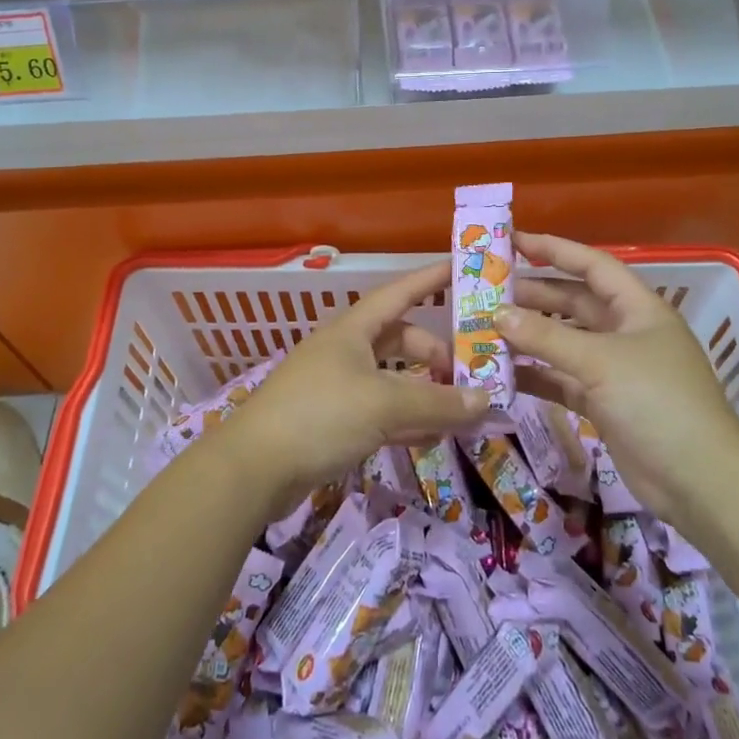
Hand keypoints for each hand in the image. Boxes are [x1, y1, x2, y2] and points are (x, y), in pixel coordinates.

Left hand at [223, 260, 487, 513]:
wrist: (253, 468)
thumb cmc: (320, 415)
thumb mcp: (384, 403)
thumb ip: (437, 402)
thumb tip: (485, 400)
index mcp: (352, 329)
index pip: (399, 293)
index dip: (430, 280)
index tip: (461, 270)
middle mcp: (345, 351)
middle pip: (399, 339)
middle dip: (433, 352)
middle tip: (467, 372)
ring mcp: (336, 386)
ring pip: (391, 378)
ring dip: (424, 390)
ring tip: (460, 407)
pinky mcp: (332, 422)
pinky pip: (380, 411)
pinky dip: (406, 419)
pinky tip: (432, 437)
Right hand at [498, 232, 738, 522]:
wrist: (699, 480)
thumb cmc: (656, 401)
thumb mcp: (600, 361)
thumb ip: (546, 336)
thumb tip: (497, 314)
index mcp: (637, 308)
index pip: (592, 265)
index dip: (554, 249)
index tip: (512, 241)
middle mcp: (626, 331)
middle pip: (573, 303)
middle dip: (533, 296)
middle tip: (487, 293)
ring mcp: (615, 369)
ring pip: (564, 342)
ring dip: (529, 336)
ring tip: (485, 329)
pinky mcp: (604, 403)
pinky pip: (562, 379)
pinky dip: (536, 374)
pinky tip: (502, 372)